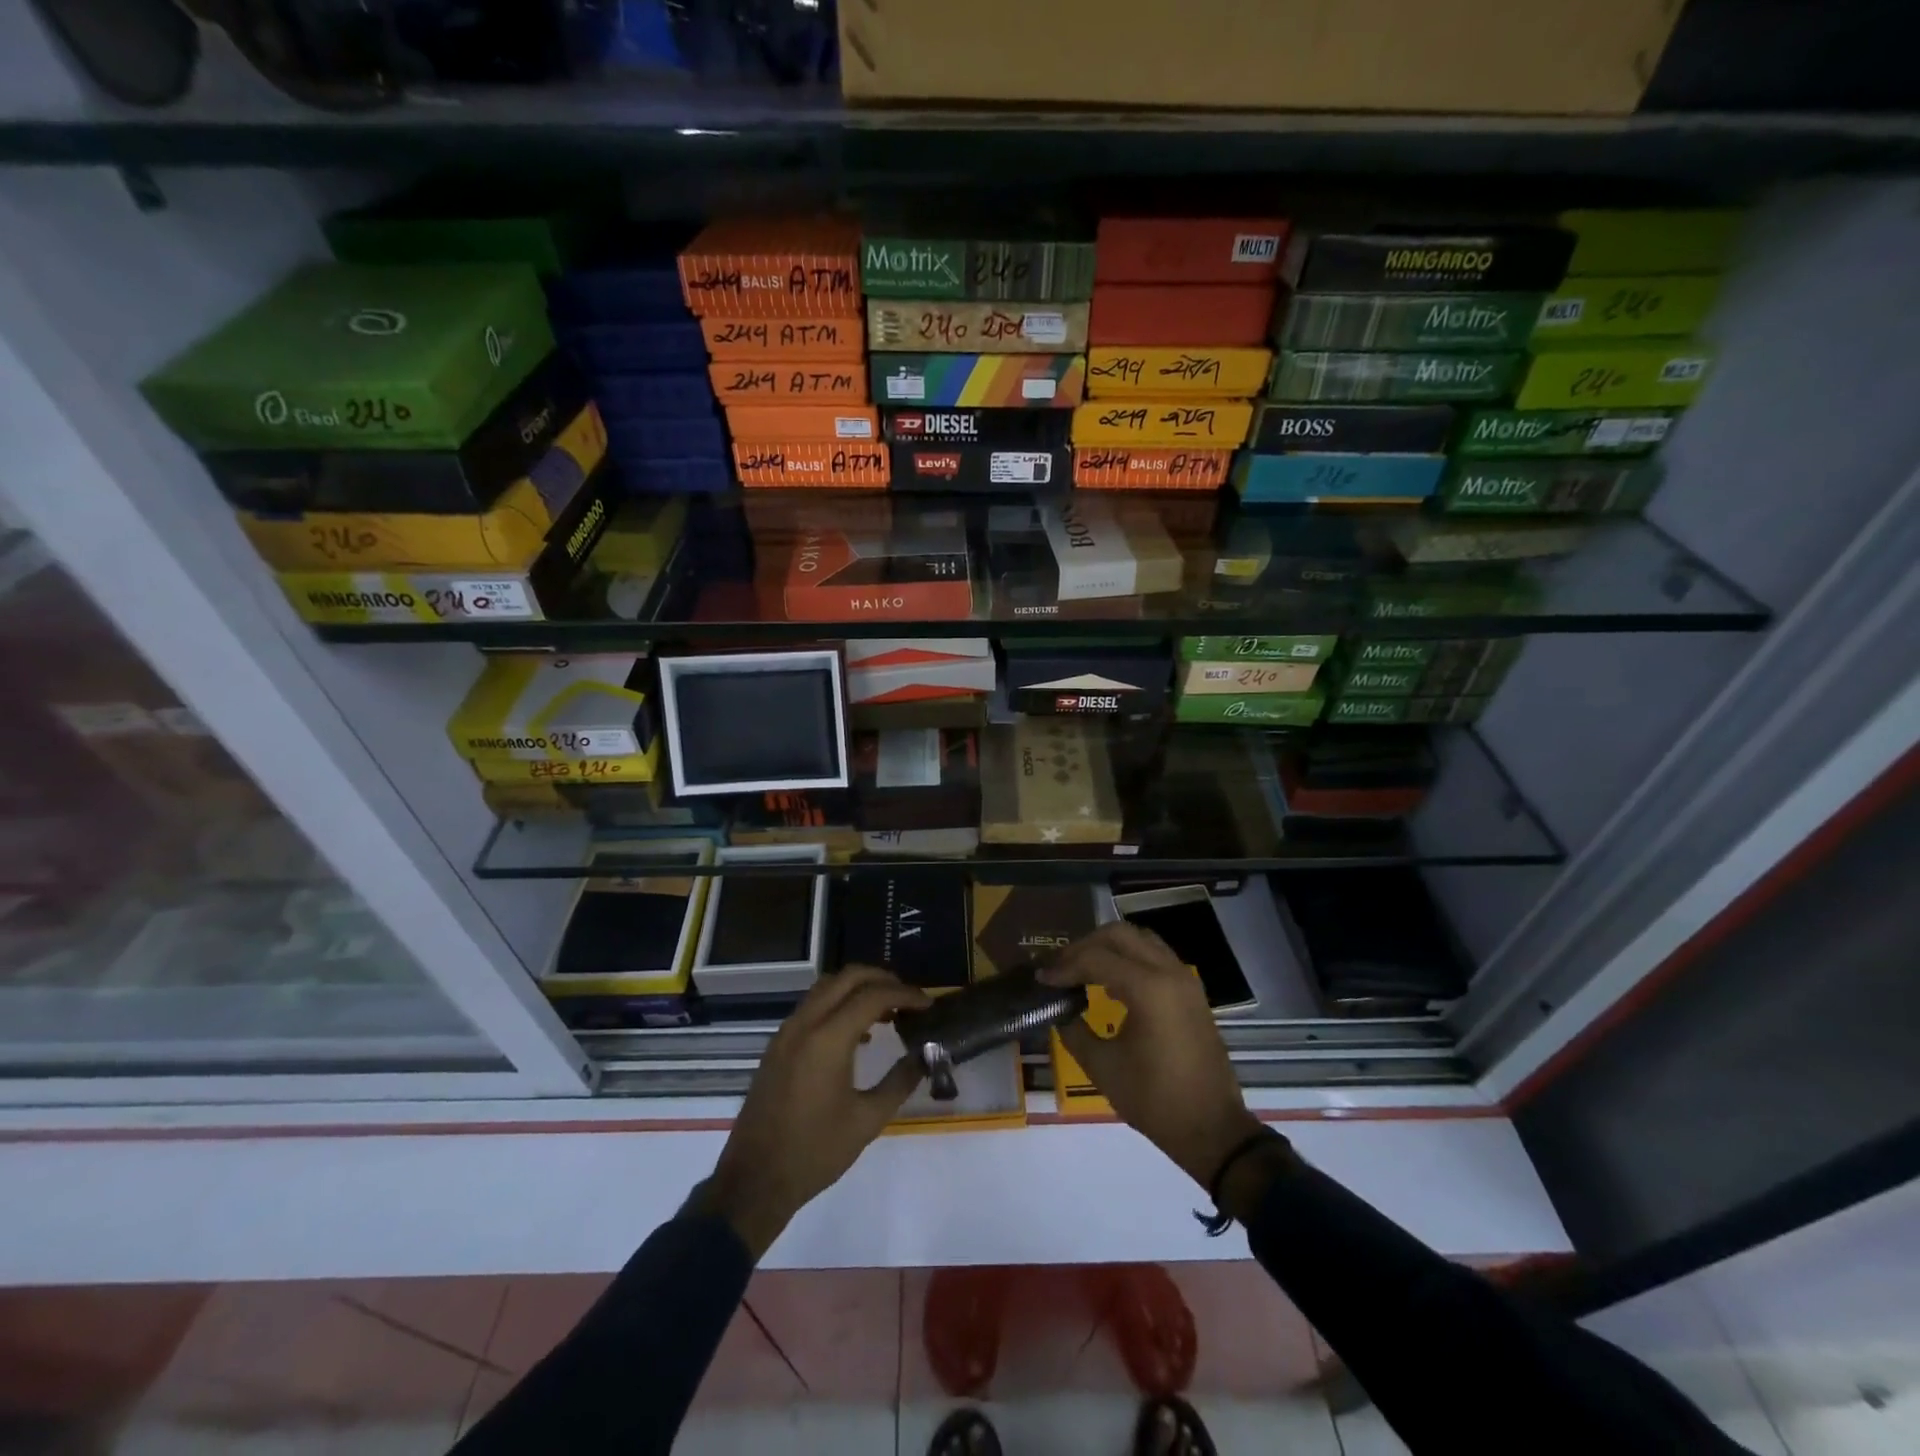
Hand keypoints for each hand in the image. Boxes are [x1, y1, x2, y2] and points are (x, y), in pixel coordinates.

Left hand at [697, 966, 929, 1258]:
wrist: (754, 1181)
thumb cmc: (815, 1153)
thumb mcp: (866, 1121)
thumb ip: (899, 1081)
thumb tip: (925, 1056)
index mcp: (827, 1039)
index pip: (873, 996)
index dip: (905, 994)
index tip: (928, 1004)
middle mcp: (804, 1024)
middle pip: (847, 977)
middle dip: (882, 979)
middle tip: (908, 998)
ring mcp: (787, 1032)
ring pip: (827, 987)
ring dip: (858, 989)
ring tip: (887, 1011)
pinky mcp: (778, 1045)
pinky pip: (812, 1006)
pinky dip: (838, 1004)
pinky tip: (857, 1033)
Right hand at [1039, 921, 1265, 1188]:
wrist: (1212, 1129)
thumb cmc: (1155, 1100)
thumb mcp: (1103, 1067)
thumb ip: (1074, 1029)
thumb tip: (1060, 1009)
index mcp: (1148, 988)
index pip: (1095, 958)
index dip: (1064, 966)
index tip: (1042, 980)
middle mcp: (1168, 972)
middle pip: (1118, 934)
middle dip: (1084, 946)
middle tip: (1061, 968)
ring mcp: (1185, 979)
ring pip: (1140, 939)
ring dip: (1108, 947)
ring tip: (1083, 969)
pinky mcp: (1192, 991)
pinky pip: (1155, 956)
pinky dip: (1130, 958)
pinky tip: (1111, 985)